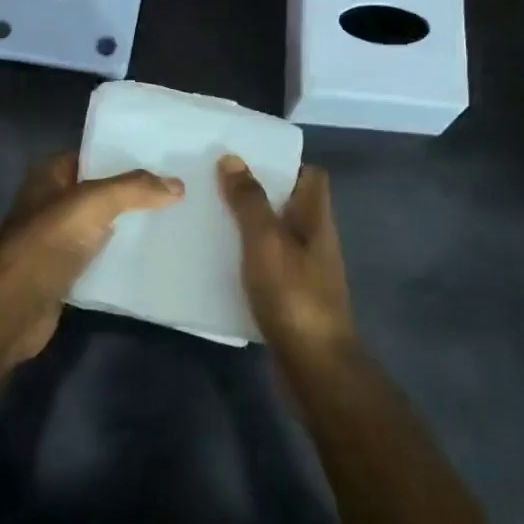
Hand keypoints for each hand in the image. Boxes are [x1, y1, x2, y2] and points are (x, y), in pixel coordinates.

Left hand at [0, 152, 183, 361]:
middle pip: (101, 191)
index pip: (93, 155)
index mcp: (50, 175)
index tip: (164, 160)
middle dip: (134, 193)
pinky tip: (152, 257)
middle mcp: (52, 203)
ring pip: (102, 225)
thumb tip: (178, 185)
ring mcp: (57, 239)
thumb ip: (135, 189)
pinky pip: (100, 257)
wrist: (15, 306)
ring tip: (175, 221)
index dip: (125, 156)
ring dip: (130, 226)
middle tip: (178, 191)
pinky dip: (122, 257)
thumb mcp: (94, 203)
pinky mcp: (65, 272)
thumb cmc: (48, 241)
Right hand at [218, 155, 356, 352]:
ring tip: (208, 219)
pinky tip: (217, 263)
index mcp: (315, 219)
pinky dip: (245, 260)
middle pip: (289, 205)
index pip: (311, 176)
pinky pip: (267, 266)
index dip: (283, 165)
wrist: (313, 364)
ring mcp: (305, 271)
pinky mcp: (291, 297)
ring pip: (275, 236)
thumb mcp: (266, 241)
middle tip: (214, 186)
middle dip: (256, 194)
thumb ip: (249, 201)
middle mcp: (314, 240)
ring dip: (247, 227)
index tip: (245, 160)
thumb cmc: (293, 295)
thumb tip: (232, 158)